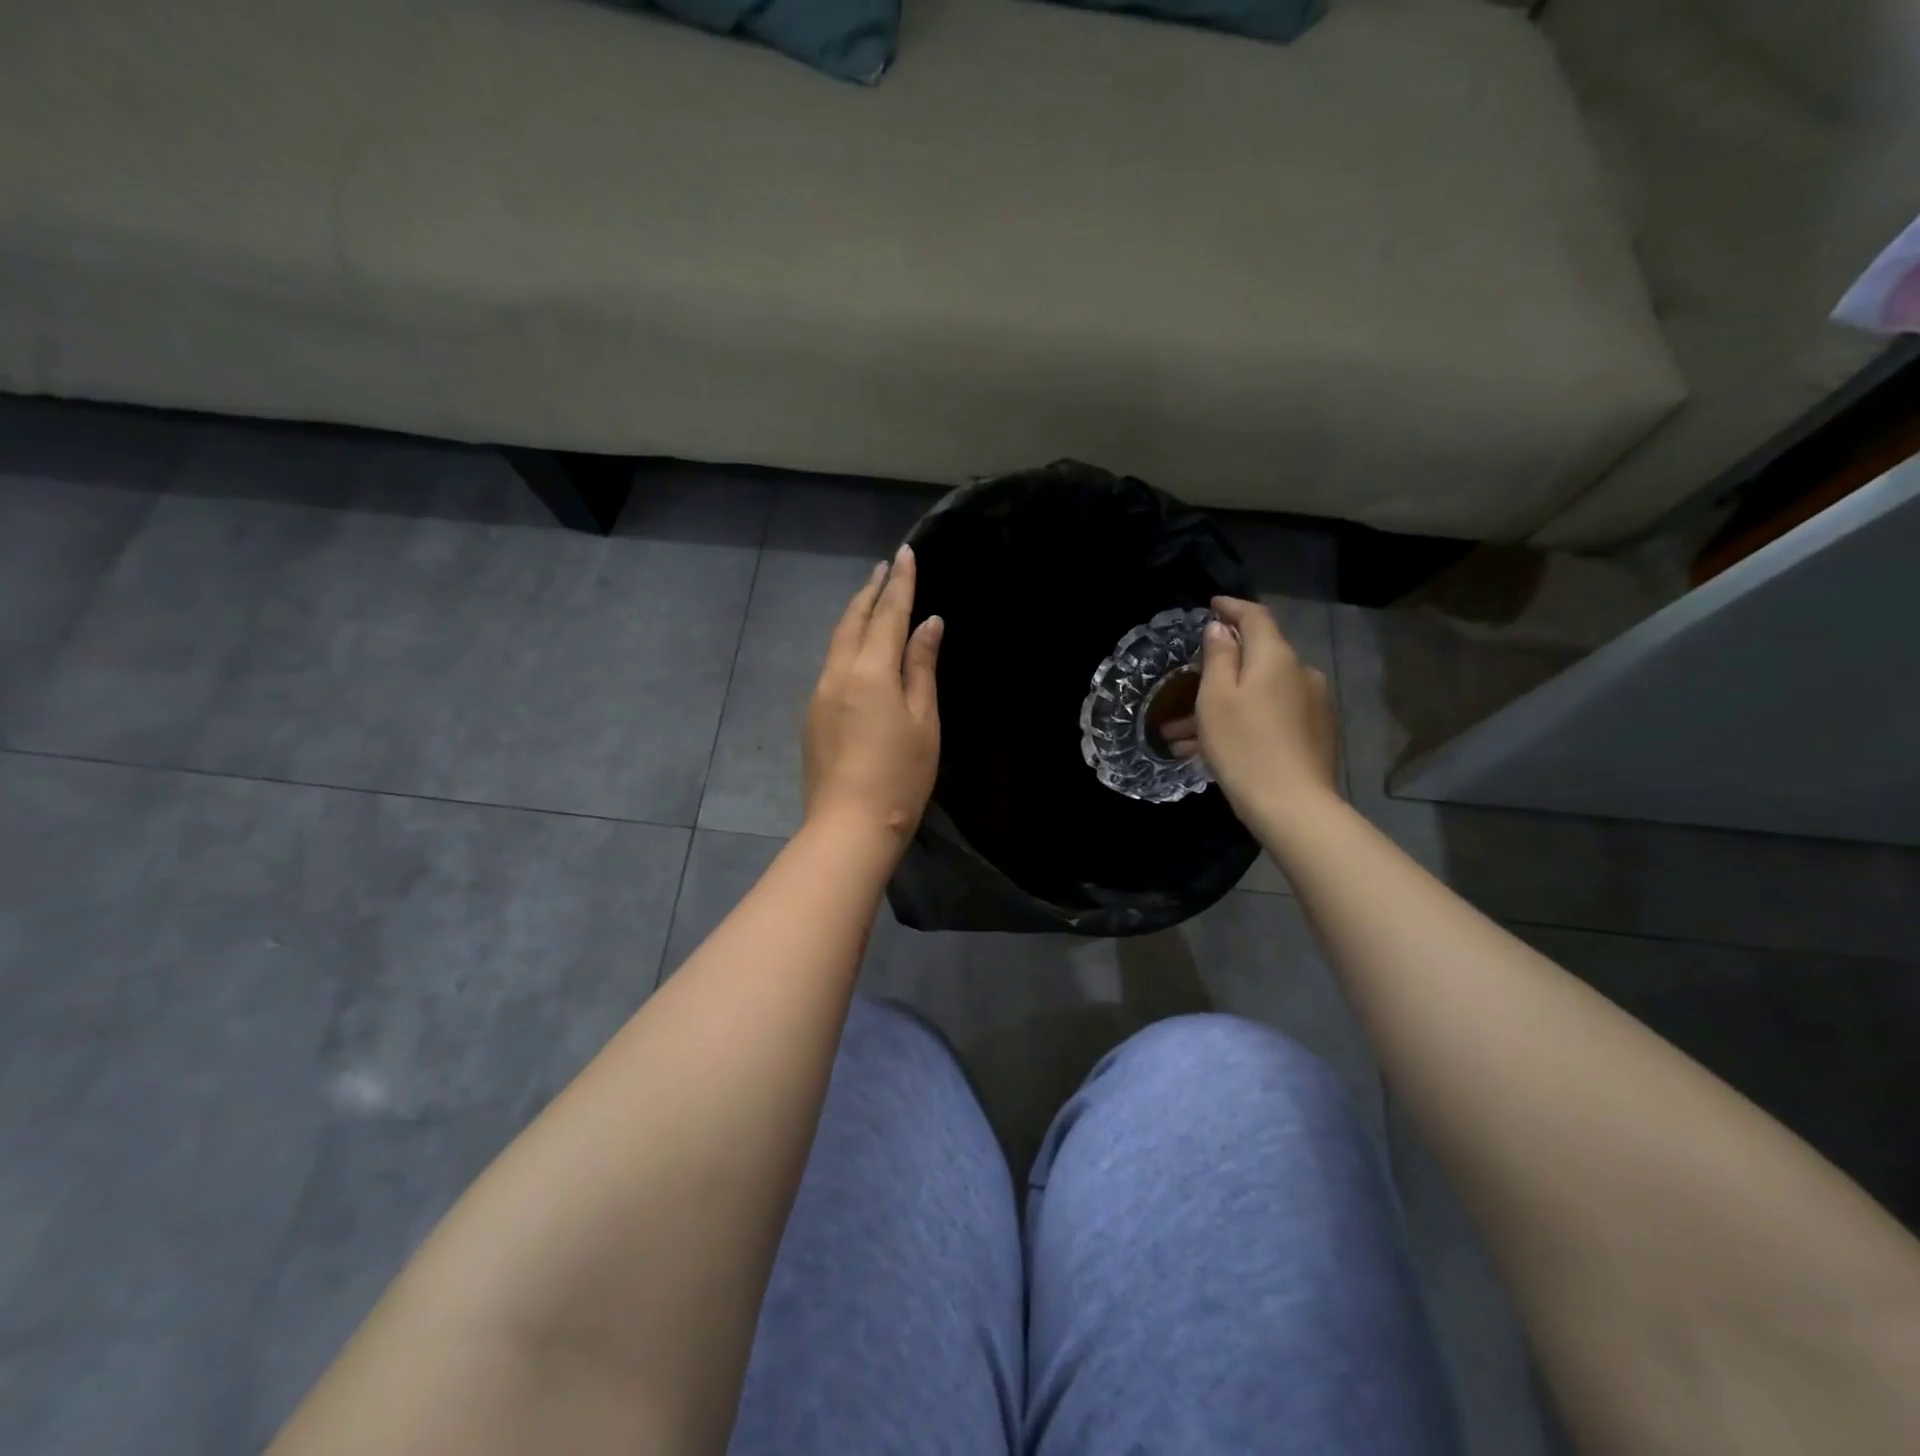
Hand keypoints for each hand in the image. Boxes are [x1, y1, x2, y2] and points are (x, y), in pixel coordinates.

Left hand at [802, 544, 943, 844]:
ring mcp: (819, 694)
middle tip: (884, 567)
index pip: (887, 614)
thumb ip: (921, 668)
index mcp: (870, 671)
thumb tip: (928, 624)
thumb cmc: (900, 776)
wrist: (849, 825)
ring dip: (855, 614)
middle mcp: (838, 673)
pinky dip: (847, 642)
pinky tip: (856, 647)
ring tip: (870, 598)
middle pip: (854, 620)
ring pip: (837, 641)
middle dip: (870, 591)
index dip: (899, 583)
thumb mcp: (922, 720)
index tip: (905, 553)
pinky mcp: (812, 715)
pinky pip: (831, 663)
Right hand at [1162, 596, 1336, 823]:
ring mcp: (1311, 705)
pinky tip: (1210, 752)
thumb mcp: (1216, 698)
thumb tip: (1221, 628)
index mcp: (1276, 657)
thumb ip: (1218, 656)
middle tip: (1183, 687)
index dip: (1232, 607)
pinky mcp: (1314, 734)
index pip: (1255, 617)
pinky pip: (1270, 717)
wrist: (1293, 805)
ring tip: (1181, 737)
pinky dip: (1241, 723)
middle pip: (1256, 659)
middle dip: (1218, 670)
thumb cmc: (1244, 745)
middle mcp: (1301, 673)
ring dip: (1222, 707)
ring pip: (1258, 695)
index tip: (1212, 606)